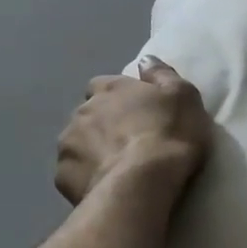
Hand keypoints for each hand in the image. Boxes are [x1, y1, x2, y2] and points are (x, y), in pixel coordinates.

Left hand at [55, 58, 212, 205]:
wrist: (144, 183)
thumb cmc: (169, 135)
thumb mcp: (183, 97)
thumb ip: (162, 75)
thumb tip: (146, 61)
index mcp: (109, 89)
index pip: (103, 85)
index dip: (118, 98)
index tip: (134, 112)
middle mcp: (82, 111)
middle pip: (88, 115)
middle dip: (103, 125)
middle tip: (128, 143)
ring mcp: (68, 144)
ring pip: (77, 143)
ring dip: (92, 151)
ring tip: (116, 168)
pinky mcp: (63, 176)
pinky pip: (73, 173)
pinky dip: (86, 177)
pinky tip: (105, 186)